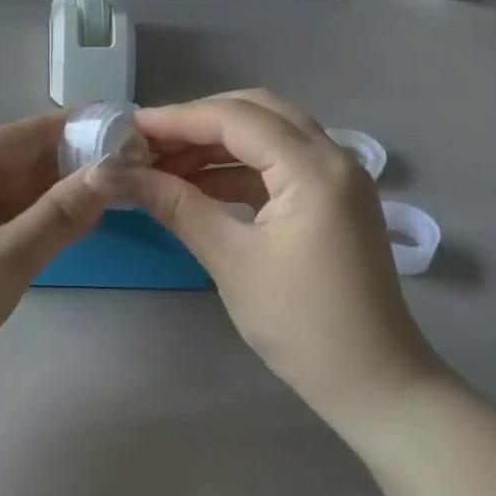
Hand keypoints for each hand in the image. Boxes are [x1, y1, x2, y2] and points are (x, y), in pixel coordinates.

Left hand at [0, 111, 107, 426]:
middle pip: (19, 164)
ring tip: (112, 199)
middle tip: (130, 170)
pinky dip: (36, 228)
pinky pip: (3, 229)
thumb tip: (107, 174)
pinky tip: (69, 236)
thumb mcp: (1, 261)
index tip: (120, 126)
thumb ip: (56, 218)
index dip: (71, 126)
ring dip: (56, 198)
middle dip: (70, 164)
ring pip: (13, 199)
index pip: (22, 134)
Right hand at [109, 91, 442, 420]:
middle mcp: (333, 157)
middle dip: (198, 122)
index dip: (178, 119)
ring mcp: (338, 177)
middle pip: (256, 111)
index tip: (128, 130)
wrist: (376, 384)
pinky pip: (279, 164)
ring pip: (269, 134)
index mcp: (313, 168)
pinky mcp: (333, 199)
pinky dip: (238, 168)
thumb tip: (119, 175)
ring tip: (163, 165)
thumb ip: (177, 206)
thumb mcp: (231, 260)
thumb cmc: (303, 324)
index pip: (236, 118)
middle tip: (147, 144)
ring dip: (217, 144)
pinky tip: (198, 185)